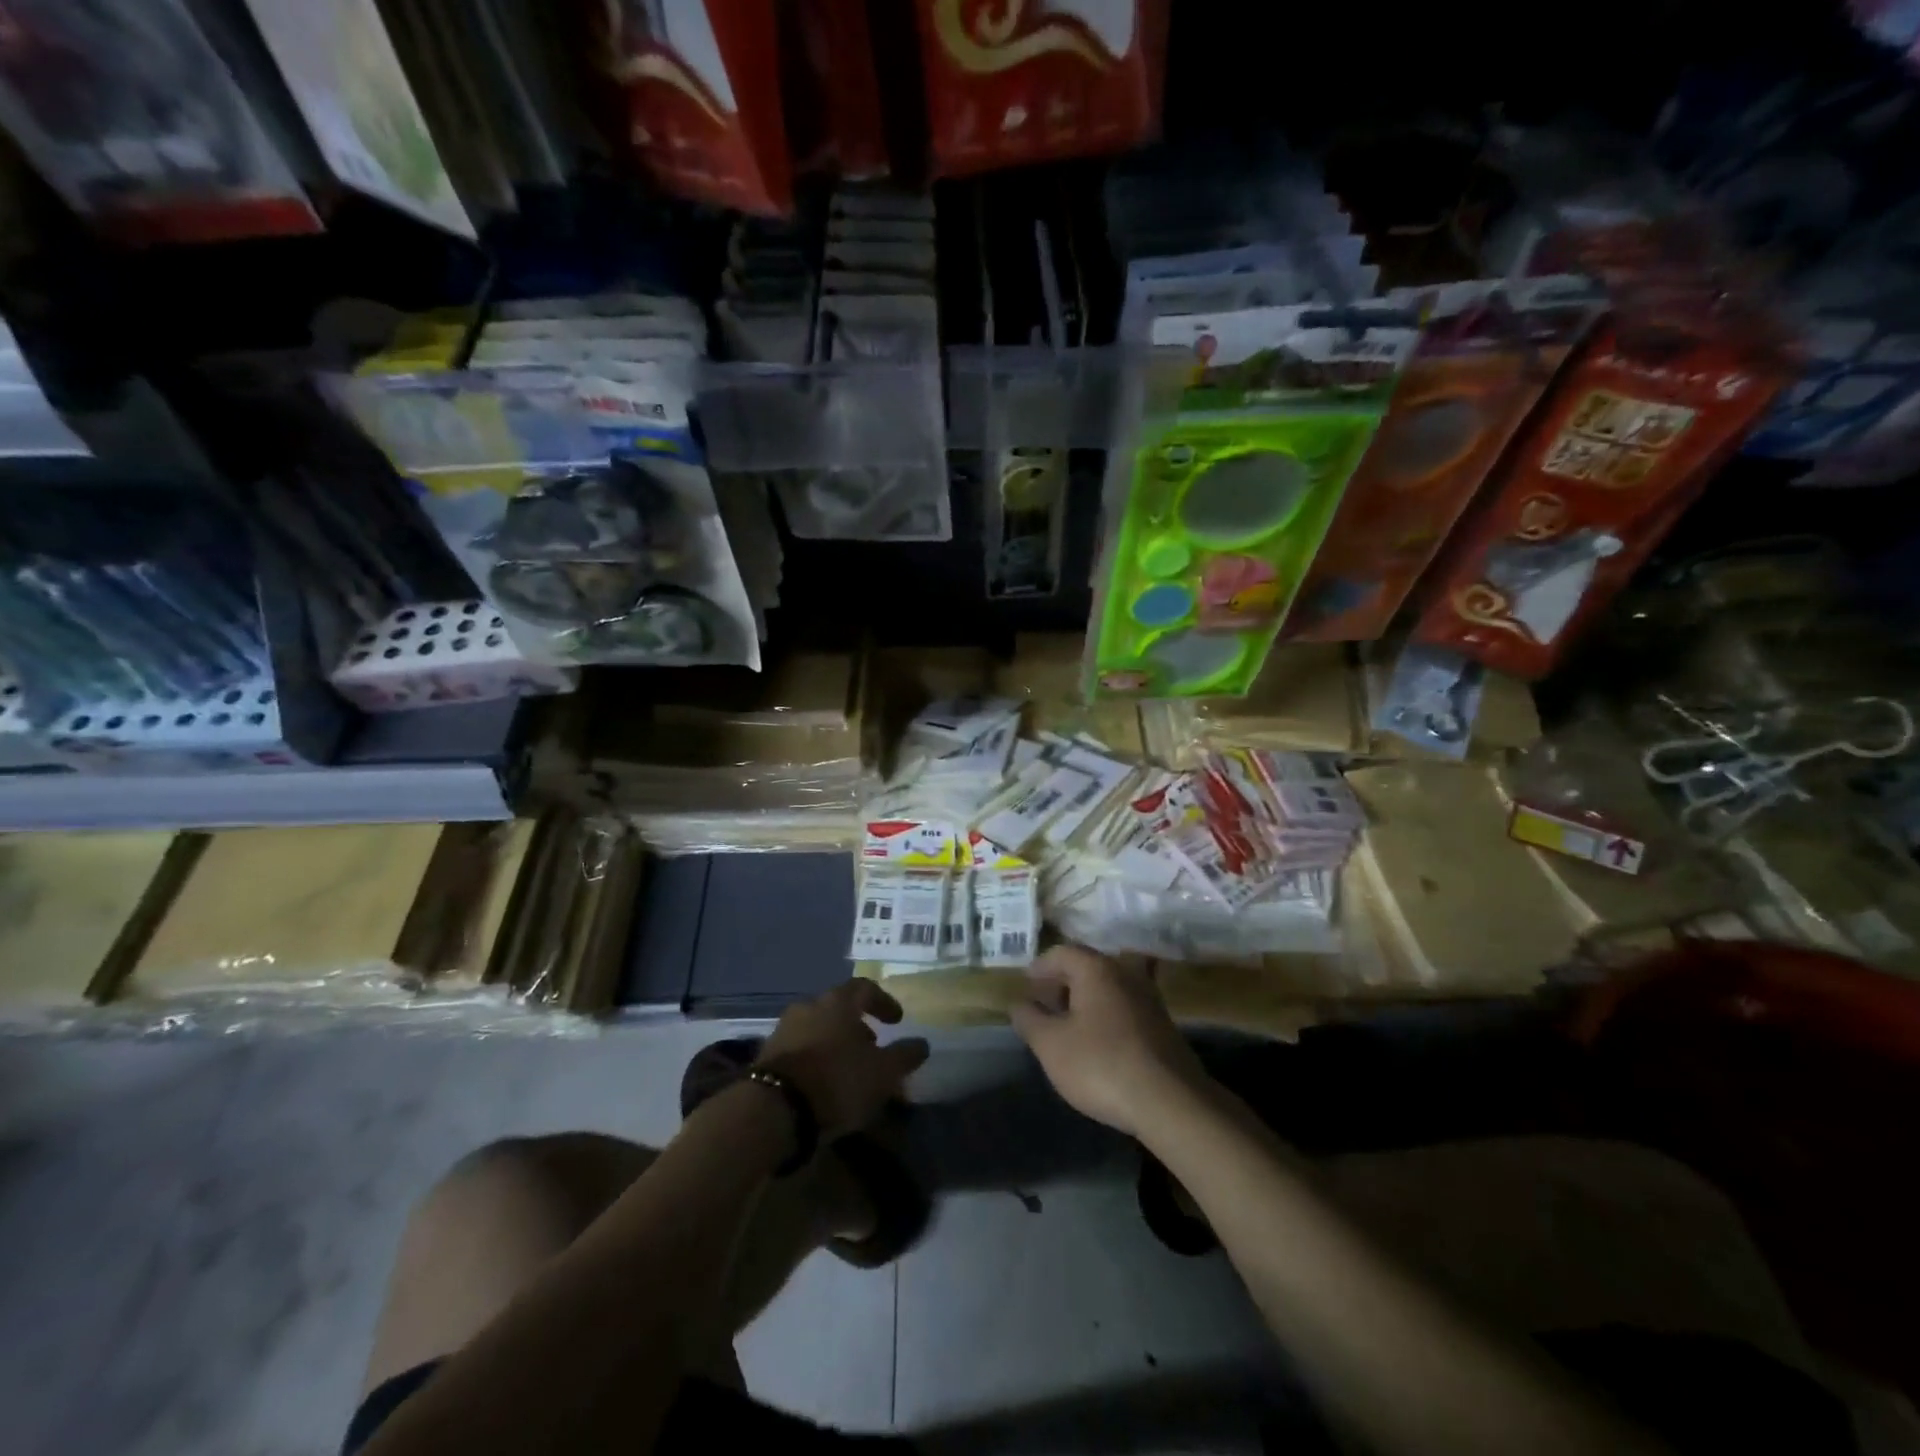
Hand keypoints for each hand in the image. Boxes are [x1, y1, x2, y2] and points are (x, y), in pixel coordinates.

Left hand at [756, 980, 929, 1139]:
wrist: (773, 1109)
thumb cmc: (836, 1080)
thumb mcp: (882, 1072)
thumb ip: (904, 1055)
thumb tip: (922, 1044)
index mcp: (838, 1002)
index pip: (865, 988)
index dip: (884, 1002)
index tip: (897, 1020)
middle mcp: (809, 1006)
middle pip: (838, 1008)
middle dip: (858, 1024)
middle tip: (873, 1046)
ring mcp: (784, 1029)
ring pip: (818, 1027)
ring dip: (835, 1042)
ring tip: (848, 1068)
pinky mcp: (767, 1055)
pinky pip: (800, 1048)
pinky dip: (816, 1057)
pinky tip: (823, 1082)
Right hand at [1009, 946, 1209, 1137]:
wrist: (1170, 1101)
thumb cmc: (1100, 1064)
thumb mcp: (1051, 1045)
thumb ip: (1030, 1020)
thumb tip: (1018, 1003)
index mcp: (1096, 969)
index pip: (1062, 953)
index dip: (1040, 966)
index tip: (1026, 984)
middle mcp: (1125, 973)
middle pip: (1088, 966)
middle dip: (1063, 981)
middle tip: (1044, 1002)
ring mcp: (1148, 998)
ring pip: (1109, 986)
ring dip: (1086, 998)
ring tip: (1068, 1022)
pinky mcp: (1162, 1024)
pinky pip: (1124, 1006)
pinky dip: (1106, 1013)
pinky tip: (1098, 1039)